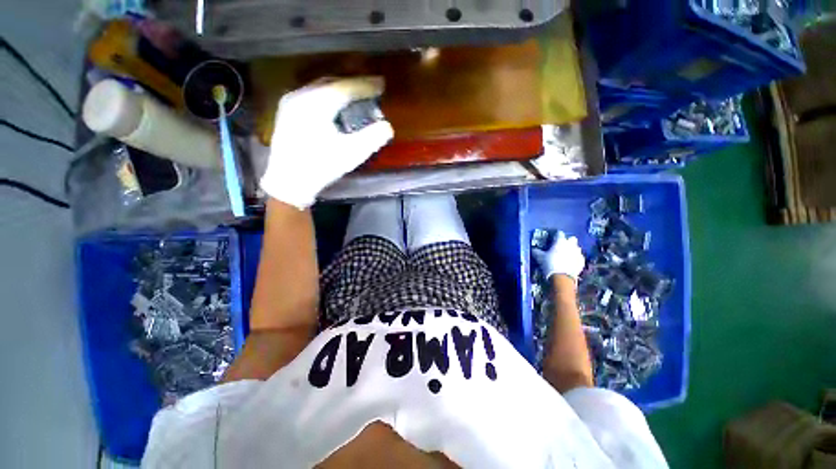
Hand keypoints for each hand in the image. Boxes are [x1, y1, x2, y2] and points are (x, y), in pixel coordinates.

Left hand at [260, 77, 394, 208]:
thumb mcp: (351, 154)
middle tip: (371, 89)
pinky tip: (336, 106)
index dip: (365, 86)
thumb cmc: (321, 167)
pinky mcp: (287, 112)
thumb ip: (372, 138)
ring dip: (341, 91)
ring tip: (356, 96)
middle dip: (353, 86)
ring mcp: (290, 102)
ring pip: (321, 89)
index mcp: (316, 104)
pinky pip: (312, 96)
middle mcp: (300, 96)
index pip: (345, 88)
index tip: (381, 84)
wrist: (289, 182)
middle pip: (332, 83)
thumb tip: (387, 126)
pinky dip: (328, 97)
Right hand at [532, 231, 584, 279]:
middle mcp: (571, 244)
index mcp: (560, 241)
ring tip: (565, 256)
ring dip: (572, 250)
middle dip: (567, 241)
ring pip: (576, 248)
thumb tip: (533, 249)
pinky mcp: (582, 261)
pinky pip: (579, 257)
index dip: (556, 236)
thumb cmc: (549, 264)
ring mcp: (578, 253)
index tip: (552, 239)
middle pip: (571, 239)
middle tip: (560, 247)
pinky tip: (570, 263)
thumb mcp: (539, 257)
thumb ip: (537, 251)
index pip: (559, 233)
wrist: (562, 278)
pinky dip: (575, 258)